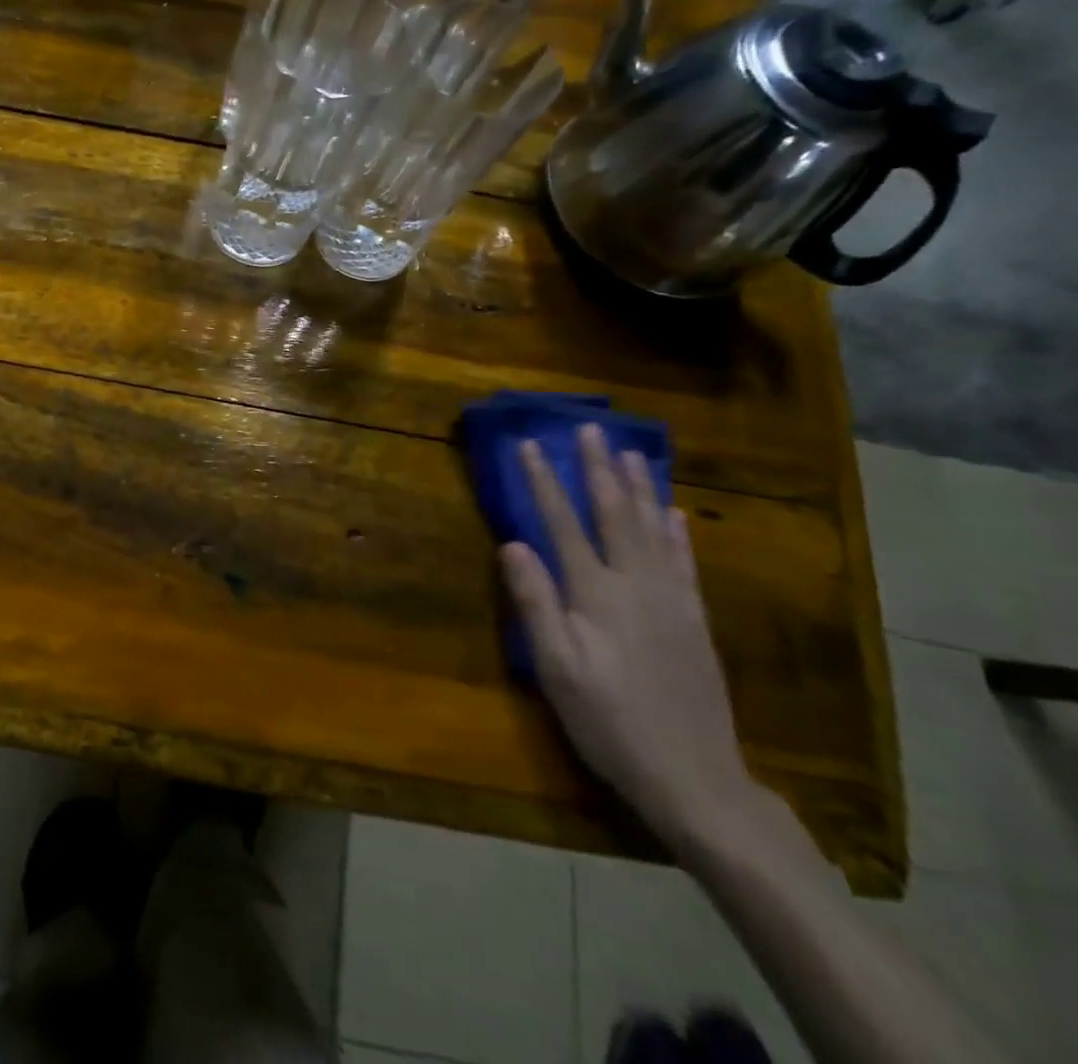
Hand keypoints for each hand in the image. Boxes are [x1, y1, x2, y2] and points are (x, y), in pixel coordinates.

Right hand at [499, 425, 758, 850]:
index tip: (529, 445)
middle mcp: (637, 584)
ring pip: (654, 529)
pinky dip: (677, 531)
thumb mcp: (557, 669)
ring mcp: (673, 600)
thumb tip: (512, 544)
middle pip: (614, 513)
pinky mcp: (694, 619)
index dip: (543, 482)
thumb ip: (535, 603)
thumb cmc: (610, 722)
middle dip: (599, 469)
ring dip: (640, 487)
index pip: (562, 524)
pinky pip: (685, 561)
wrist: (696, 778)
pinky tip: (674, 513)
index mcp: (597, 594)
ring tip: (632, 452)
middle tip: (591, 428)